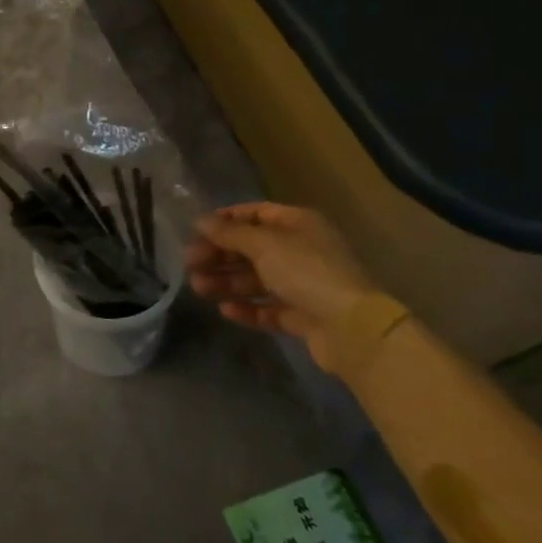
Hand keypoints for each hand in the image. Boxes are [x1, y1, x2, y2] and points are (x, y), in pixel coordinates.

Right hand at [185, 203, 391, 373]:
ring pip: (257, 279)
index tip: (196, 231)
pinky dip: (247, 308)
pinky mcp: (303, 316)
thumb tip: (200, 220)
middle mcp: (301, 250)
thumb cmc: (305, 271)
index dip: (225, 221)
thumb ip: (229, 233)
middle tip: (190, 263)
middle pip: (252, 248)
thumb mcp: (263, 244)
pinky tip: (225, 310)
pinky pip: (268, 308)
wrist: (351, 328)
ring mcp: (303, 285)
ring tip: (198, 288)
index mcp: (297, 224)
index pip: (255, 214)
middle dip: (220, 255)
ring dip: (227, 282)